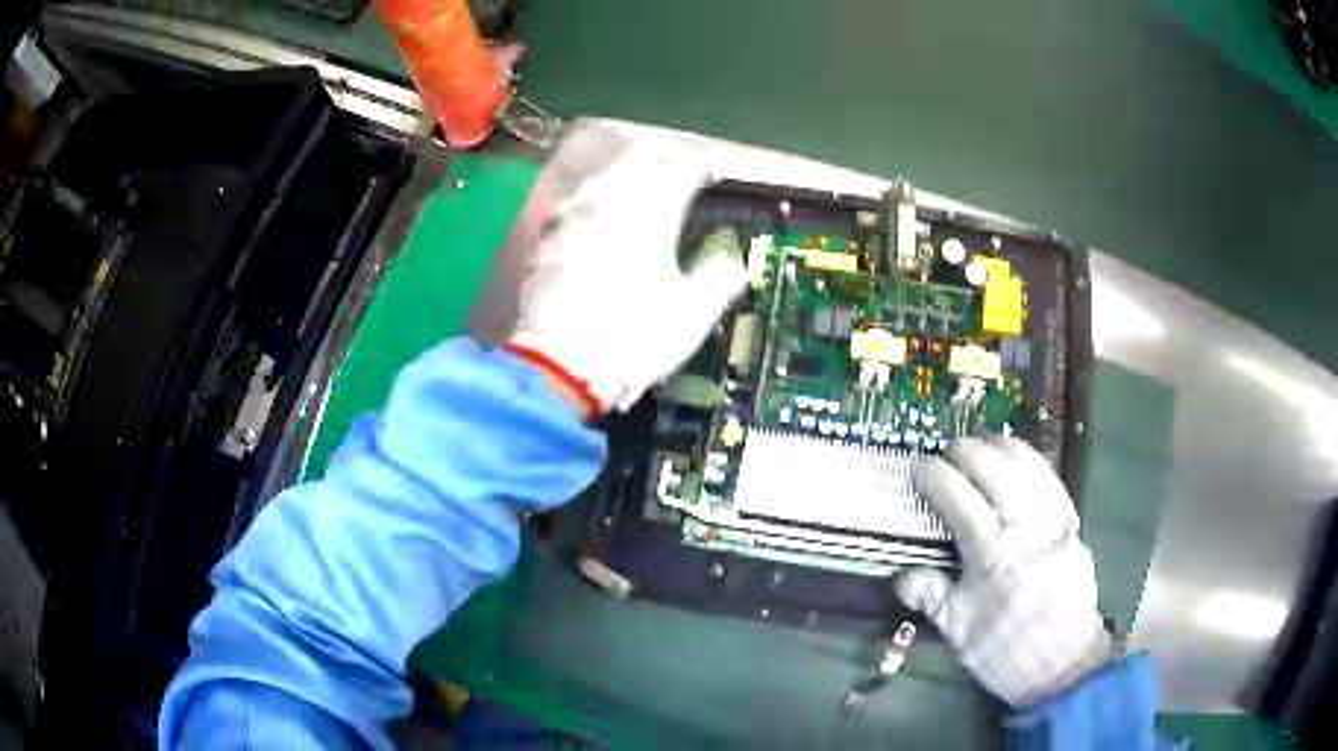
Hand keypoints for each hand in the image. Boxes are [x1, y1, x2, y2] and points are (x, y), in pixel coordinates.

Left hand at [506, 142, 746, 413]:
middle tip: (672, 168)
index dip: (698, 168)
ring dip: (622, 174)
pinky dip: (589, 200)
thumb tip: (735, 264)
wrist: (562, 364)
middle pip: (637, 162)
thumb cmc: (636, 337)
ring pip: (602, 177)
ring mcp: (574, 217)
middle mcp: (612, 203)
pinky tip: (589, 211)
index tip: (707, 172)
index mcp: (653, 214)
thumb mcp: (692, 316)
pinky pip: (572, 203)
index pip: (681, 172)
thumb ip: (718, 281)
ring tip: (634, 181)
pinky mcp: (547, 238)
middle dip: (659, 160)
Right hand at [896, 437, 1112, 705]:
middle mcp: (1024, 526)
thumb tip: (901, 575)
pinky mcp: (1072, 522)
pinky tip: (1020, 462)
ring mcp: (1053, 519)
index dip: (934, 475)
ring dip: (1002, 446)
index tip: (919, 467)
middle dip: (966, 450)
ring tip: (983, 444)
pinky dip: (1033, 462)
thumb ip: (931, 596)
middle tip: (948, 450)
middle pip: (993, 468)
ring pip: (1028, 464)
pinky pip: (1052, 478)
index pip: (957, 497)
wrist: (1063, 662)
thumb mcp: (959, 632)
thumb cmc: (1004, 650)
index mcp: (990, 554)